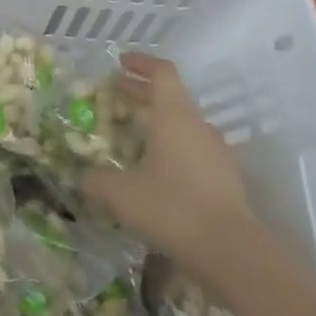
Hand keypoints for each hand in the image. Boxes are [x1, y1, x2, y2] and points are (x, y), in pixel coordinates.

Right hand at [82, 54, 255, 267]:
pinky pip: (194, 151)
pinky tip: (156, 170)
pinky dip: (173, 148)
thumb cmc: (171, 208)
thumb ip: (96, 180)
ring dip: (159, 122)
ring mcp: (217, 153)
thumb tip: (84, 178)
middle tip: (117, 92)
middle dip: (142, 92)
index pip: (162, 73)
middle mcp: (198, 126)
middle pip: (171, 96)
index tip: (121, 62)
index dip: (141, 63)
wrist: (231, 252)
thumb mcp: (119, 193)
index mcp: (174, 116)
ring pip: (184, 125)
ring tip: (134, 134)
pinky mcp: (226, 179)